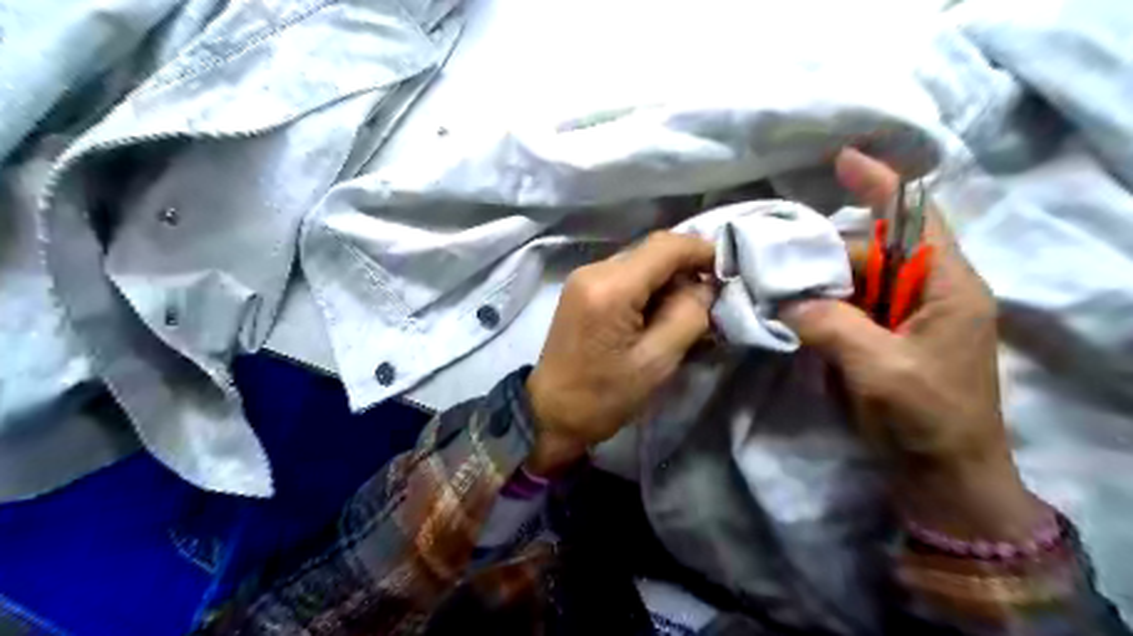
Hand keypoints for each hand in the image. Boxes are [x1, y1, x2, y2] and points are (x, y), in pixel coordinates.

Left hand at [523, 234, 714, 476]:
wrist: (550, 413)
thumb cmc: (604, 396)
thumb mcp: (656, 362)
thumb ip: (688, 316)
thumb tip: (705, 286)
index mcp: (611, 288)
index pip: (666, 247)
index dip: (702, 250)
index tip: (728, 271)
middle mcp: (594, 270)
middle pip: (652, 250)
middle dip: (686, 267)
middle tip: (711, 297)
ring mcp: (584, 277)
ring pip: (640, 261)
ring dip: (668, 278)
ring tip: (688, 308)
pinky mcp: (581, 289)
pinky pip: (625, 274)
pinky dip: (649, 286)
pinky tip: (659, 311)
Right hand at [786, 146, 1047, 534]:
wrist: (941, 475)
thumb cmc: (927, 419)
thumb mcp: (880, 369)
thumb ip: (831, 325)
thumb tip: (787, 300)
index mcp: (946, 288)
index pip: (915, 219)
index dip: (882, 186)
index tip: (842, 160)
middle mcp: (927, 293)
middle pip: (870, 254)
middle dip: (823, 254)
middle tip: (772, 262)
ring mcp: (903, 318)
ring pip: (854, 282)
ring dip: (816, 283)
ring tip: (772, 286)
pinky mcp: (883, 339)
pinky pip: (847, 309)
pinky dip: (818, 307)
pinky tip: (791, 312)